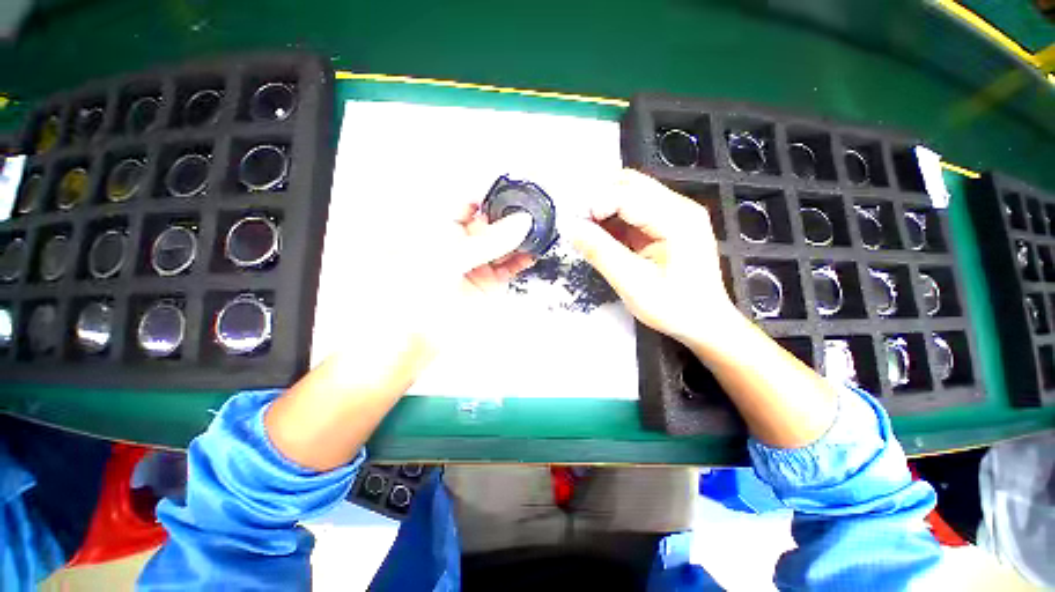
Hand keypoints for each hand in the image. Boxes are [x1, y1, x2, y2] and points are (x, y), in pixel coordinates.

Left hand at [332, 201, 534, 386]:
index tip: (516, 189)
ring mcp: (479, 261)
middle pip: (493, 222)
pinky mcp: (491, 281)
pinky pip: (512, 265)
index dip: (493, 195)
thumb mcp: (452, 255)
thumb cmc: (420, 287)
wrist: (419, 332)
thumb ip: (490, 240)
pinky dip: (524, 259)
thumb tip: (522, 221)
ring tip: (542, 228)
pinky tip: (535, 252)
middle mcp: (463, 242)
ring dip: (523, 237)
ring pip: (505, 243)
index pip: (472, 202)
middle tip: (535, 208)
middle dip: (513, 215)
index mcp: (444, 227)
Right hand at [568, 169, 837, 447]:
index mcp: (675, 218)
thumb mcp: (634, 285)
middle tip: (580, 230)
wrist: (710, 328)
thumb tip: (573, 229)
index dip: (596, 200)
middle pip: (628, 187)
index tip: (576, 223)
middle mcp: (677, 210)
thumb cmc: (679, 312)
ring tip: (589, 239)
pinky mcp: (666, 232)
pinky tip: (606, 243)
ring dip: (605, 214)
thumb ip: (603, 253)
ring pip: (629, 200)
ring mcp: (673, 220)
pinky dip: (614, 224)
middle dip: (598, 203)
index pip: (626, 188)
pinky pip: (633, 216)